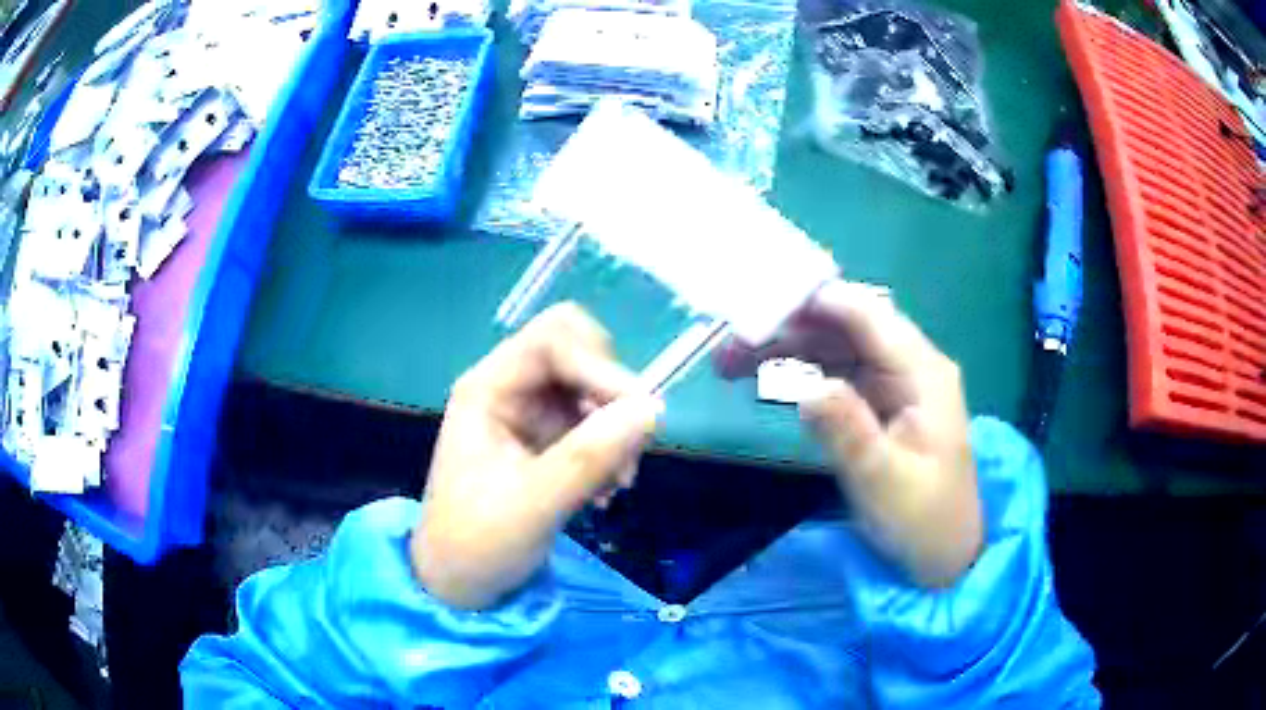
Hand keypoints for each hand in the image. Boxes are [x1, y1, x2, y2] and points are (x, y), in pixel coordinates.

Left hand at [412, 304, 661, 608]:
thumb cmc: (477, 544)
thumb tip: (651, 410)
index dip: (600, 366)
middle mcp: (509, 389)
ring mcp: (529, 412)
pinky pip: (596, 420)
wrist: (460, 584)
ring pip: (593, 386)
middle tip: (629, 442)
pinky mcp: (548, 438)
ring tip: (617, 481)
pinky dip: (612, 447)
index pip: (553, 340)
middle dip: (612, 391)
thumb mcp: (533, 505)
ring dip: (617, 426)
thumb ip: (588, 456)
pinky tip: (606, 490)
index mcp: (488, 389)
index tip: (639, 412)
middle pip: (578, 350)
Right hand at [717, 280, 982, 587]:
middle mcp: (908, 365)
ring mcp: (893, 382)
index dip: (816, 301)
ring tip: (730, 363)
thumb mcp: (883, 482)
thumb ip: (847, 432)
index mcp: (923, 373)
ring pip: (835, 346)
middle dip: (789, 327)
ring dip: (786, 348)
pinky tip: (762, 379)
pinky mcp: (878, 401)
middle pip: (846, 326)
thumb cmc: (921, 519)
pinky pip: (835, 372)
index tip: (758, 304)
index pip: (869, 316)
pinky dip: (798, 372)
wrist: (942, 554)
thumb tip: (804, 387)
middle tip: (730, 345)